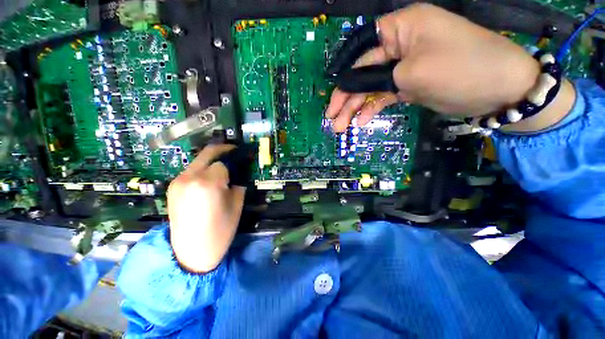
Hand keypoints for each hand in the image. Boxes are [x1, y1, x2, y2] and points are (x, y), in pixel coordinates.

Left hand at [167, 145, 245, 272]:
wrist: (190, 253)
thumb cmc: (219, 231)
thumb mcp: (237, 205)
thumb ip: (238, 184)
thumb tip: (240, 172)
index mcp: (208, 183)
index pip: (224, 161)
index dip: (236, 159)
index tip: (244, 158)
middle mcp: (189, 177)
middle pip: (208, 153)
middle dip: (224, 150)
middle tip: (236, 153)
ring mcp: (177, 181)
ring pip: (199, 161)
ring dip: (213, 161)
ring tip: (224, 169)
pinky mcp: (173, 187)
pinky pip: (191, 171)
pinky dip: (203, 170)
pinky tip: (210, 180)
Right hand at [326, 4, 573, 132]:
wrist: (500, 90)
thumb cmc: (460, 69)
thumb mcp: (411, 73)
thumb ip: (377, 77)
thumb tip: (352, 84)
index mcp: (401, 28)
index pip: (362, 48)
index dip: (344, 72)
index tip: (333, 94)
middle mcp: (400, 45)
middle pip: (363, 72)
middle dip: (346, 97)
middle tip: (333, 118)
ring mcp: (404, 67)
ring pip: (371, 87)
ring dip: (356, 107)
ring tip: (342, 126)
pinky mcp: (409, 84)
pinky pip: (384, 95)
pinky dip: (372, 108)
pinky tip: (363, 121)